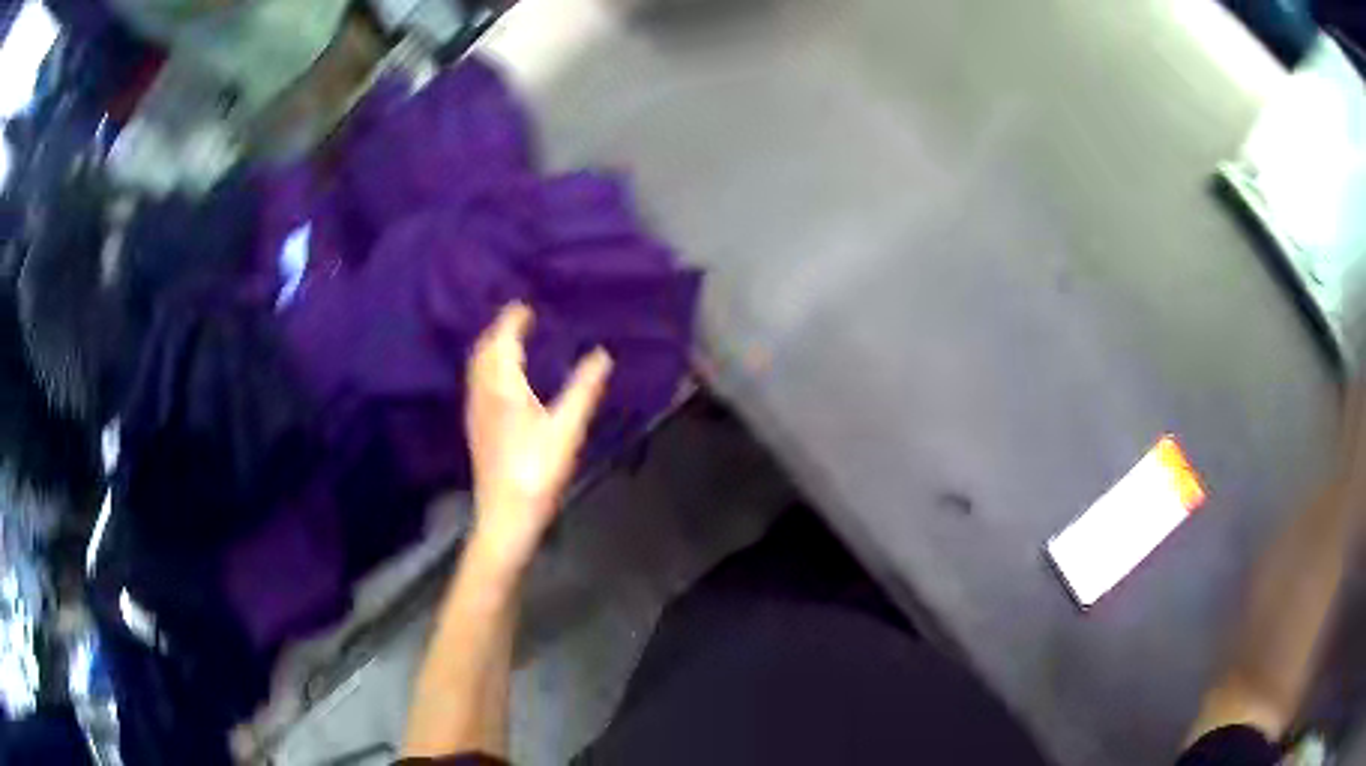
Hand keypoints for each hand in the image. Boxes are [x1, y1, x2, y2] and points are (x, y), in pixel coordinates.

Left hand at [465, 303, 612, 573]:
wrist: (505, 515)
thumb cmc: (537, 471)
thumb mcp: (567, 429)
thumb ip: (584, 389)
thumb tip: (601, 355)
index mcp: (502, 387)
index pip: (502, 340)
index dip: (512, 320)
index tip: (524, 305)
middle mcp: (482, 393)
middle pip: (484, 350)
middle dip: (498, 330)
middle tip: (519, 319)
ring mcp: (476, 411)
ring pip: (477, 368)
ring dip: (491, 348)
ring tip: (511, 342)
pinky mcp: (476, 428)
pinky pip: (477, 383)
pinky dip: (488, 367)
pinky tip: (502, 380)